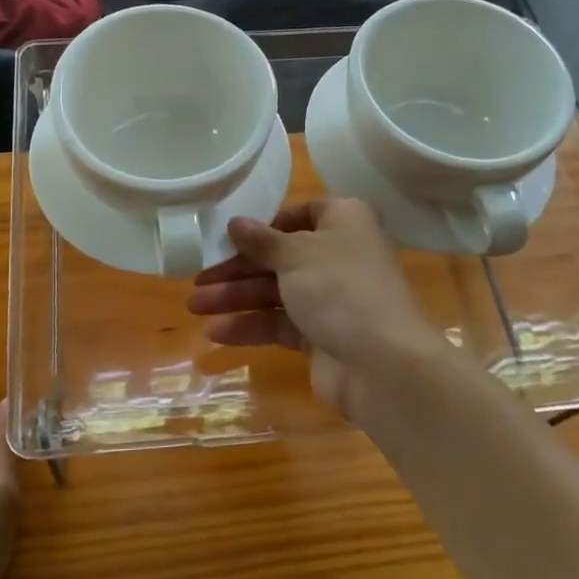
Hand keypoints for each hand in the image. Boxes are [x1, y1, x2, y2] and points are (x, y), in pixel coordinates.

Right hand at [186, 198, 446, 418]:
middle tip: (198, 279)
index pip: (302, 213)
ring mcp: (333, 298)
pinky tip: (216, 332)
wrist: (383, 365)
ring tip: (195, 307)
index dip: (266, 224)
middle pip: (281, 256)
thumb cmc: (340, 288)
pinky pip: (281, 324)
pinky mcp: (323, 335)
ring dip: (237, 298)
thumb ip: (261, 240)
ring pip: (277, 291)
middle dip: (238, 269)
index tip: (232, 236)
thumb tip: (236, 222)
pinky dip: (251, 326)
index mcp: (344, 221)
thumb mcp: (295, 254)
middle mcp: (340, 255)